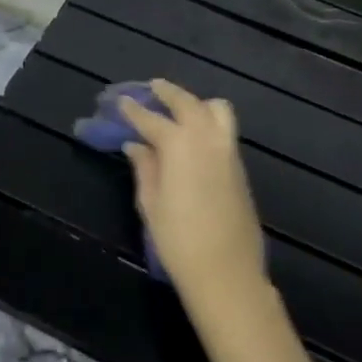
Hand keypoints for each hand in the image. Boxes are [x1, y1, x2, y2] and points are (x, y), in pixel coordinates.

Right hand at [117, 79, 267, 302]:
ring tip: (179, 108)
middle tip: (152, 88)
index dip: (134, 110)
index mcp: (179, 146)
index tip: (121, 101)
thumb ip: (144, 168)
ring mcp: (228, 151)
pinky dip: (208, 120)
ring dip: (195, 103)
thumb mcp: (151, 204)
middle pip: (187, 103)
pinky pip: (225, 130)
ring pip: (216, 109)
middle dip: (168, 93)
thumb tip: (135, 146)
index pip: (151, 119)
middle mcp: (207, 139)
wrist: (226, 273)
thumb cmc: (178, 241)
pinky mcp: (240, 167)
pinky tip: (194, 135)